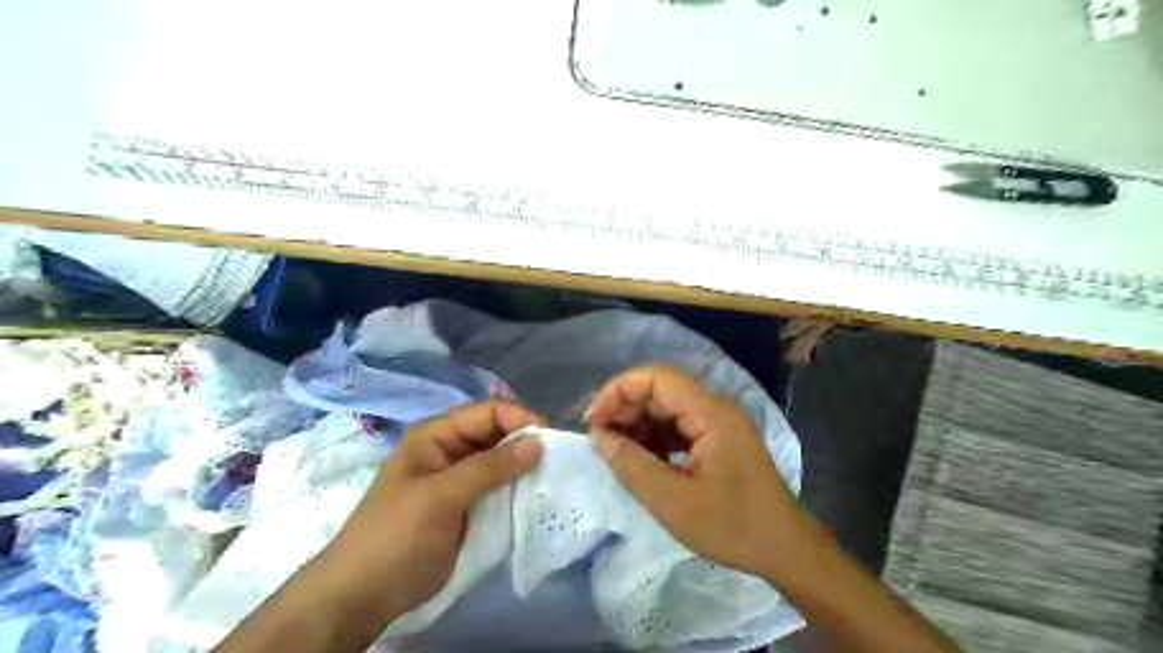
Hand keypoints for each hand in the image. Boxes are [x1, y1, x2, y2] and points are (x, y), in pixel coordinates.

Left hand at [317, 400, 544, 624]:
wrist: (365, 595)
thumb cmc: (396, 536)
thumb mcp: (441, 497)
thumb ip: (489, 468)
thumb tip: (538, 442)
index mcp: (436, 435)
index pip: (488, 412)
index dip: (520, 419)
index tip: (550, 440)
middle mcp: (450, 449)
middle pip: (498, 432)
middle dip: (526, 442)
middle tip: (557, 461)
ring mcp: (460, 478)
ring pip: (502, 460)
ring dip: (525, 467)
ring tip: (552, 478)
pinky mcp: (468, 504)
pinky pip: (500, 486)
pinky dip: (518, 488)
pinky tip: (536, 496)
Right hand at [592, 365, 809, 577]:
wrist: (785, 549)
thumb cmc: (732, 527)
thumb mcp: (672, 501)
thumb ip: (630, 464)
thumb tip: (598, 436)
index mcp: (710, 413)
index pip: (656, 377)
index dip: (618, 391)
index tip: (593, 420)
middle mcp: (715, 407)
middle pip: (660, 390)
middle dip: (625, 409)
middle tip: (598, 439)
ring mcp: (719, 422)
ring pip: (667, 408)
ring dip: (638, 425)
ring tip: (615, 451)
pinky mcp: (718, 439)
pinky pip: (678, 426)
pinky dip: (654, 438)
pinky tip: (641, 459)